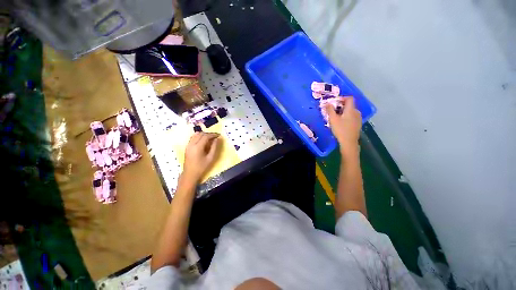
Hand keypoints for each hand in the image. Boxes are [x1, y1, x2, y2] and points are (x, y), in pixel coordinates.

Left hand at [183, 132, 219, 181]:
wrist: (190, 173)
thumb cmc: (201, 167)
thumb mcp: (210, 158)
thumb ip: (214, 147)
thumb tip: (217, 139)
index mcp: (197, 147)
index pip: (205, 136)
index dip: (213, 135)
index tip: (219, 135)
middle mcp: (191, 144)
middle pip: (200, 134)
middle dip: (209, 134)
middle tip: (215, 137)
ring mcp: (188, 145)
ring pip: (196, 134)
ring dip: (203, 134)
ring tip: (210, 138)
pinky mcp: (187, 146)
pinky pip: (193, 137)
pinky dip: (199, 136)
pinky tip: (203, 140)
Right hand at [324, 97, 361, 156]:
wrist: (349, 142)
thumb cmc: (340, 130)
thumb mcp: (333, 119)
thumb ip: (330, 110)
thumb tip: (327, 103)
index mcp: (351, 109)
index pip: (349, 98)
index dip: (342, 98)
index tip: (334, 102)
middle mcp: (356, 112)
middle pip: (349, 105)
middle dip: (340, 105)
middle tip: (332, 110)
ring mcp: (358, 118)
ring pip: (350, 111)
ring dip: (343, 111)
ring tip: (335, 117)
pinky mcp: (357, 123)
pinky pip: (352, 116)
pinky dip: (346, 116)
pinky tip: (341, 122)